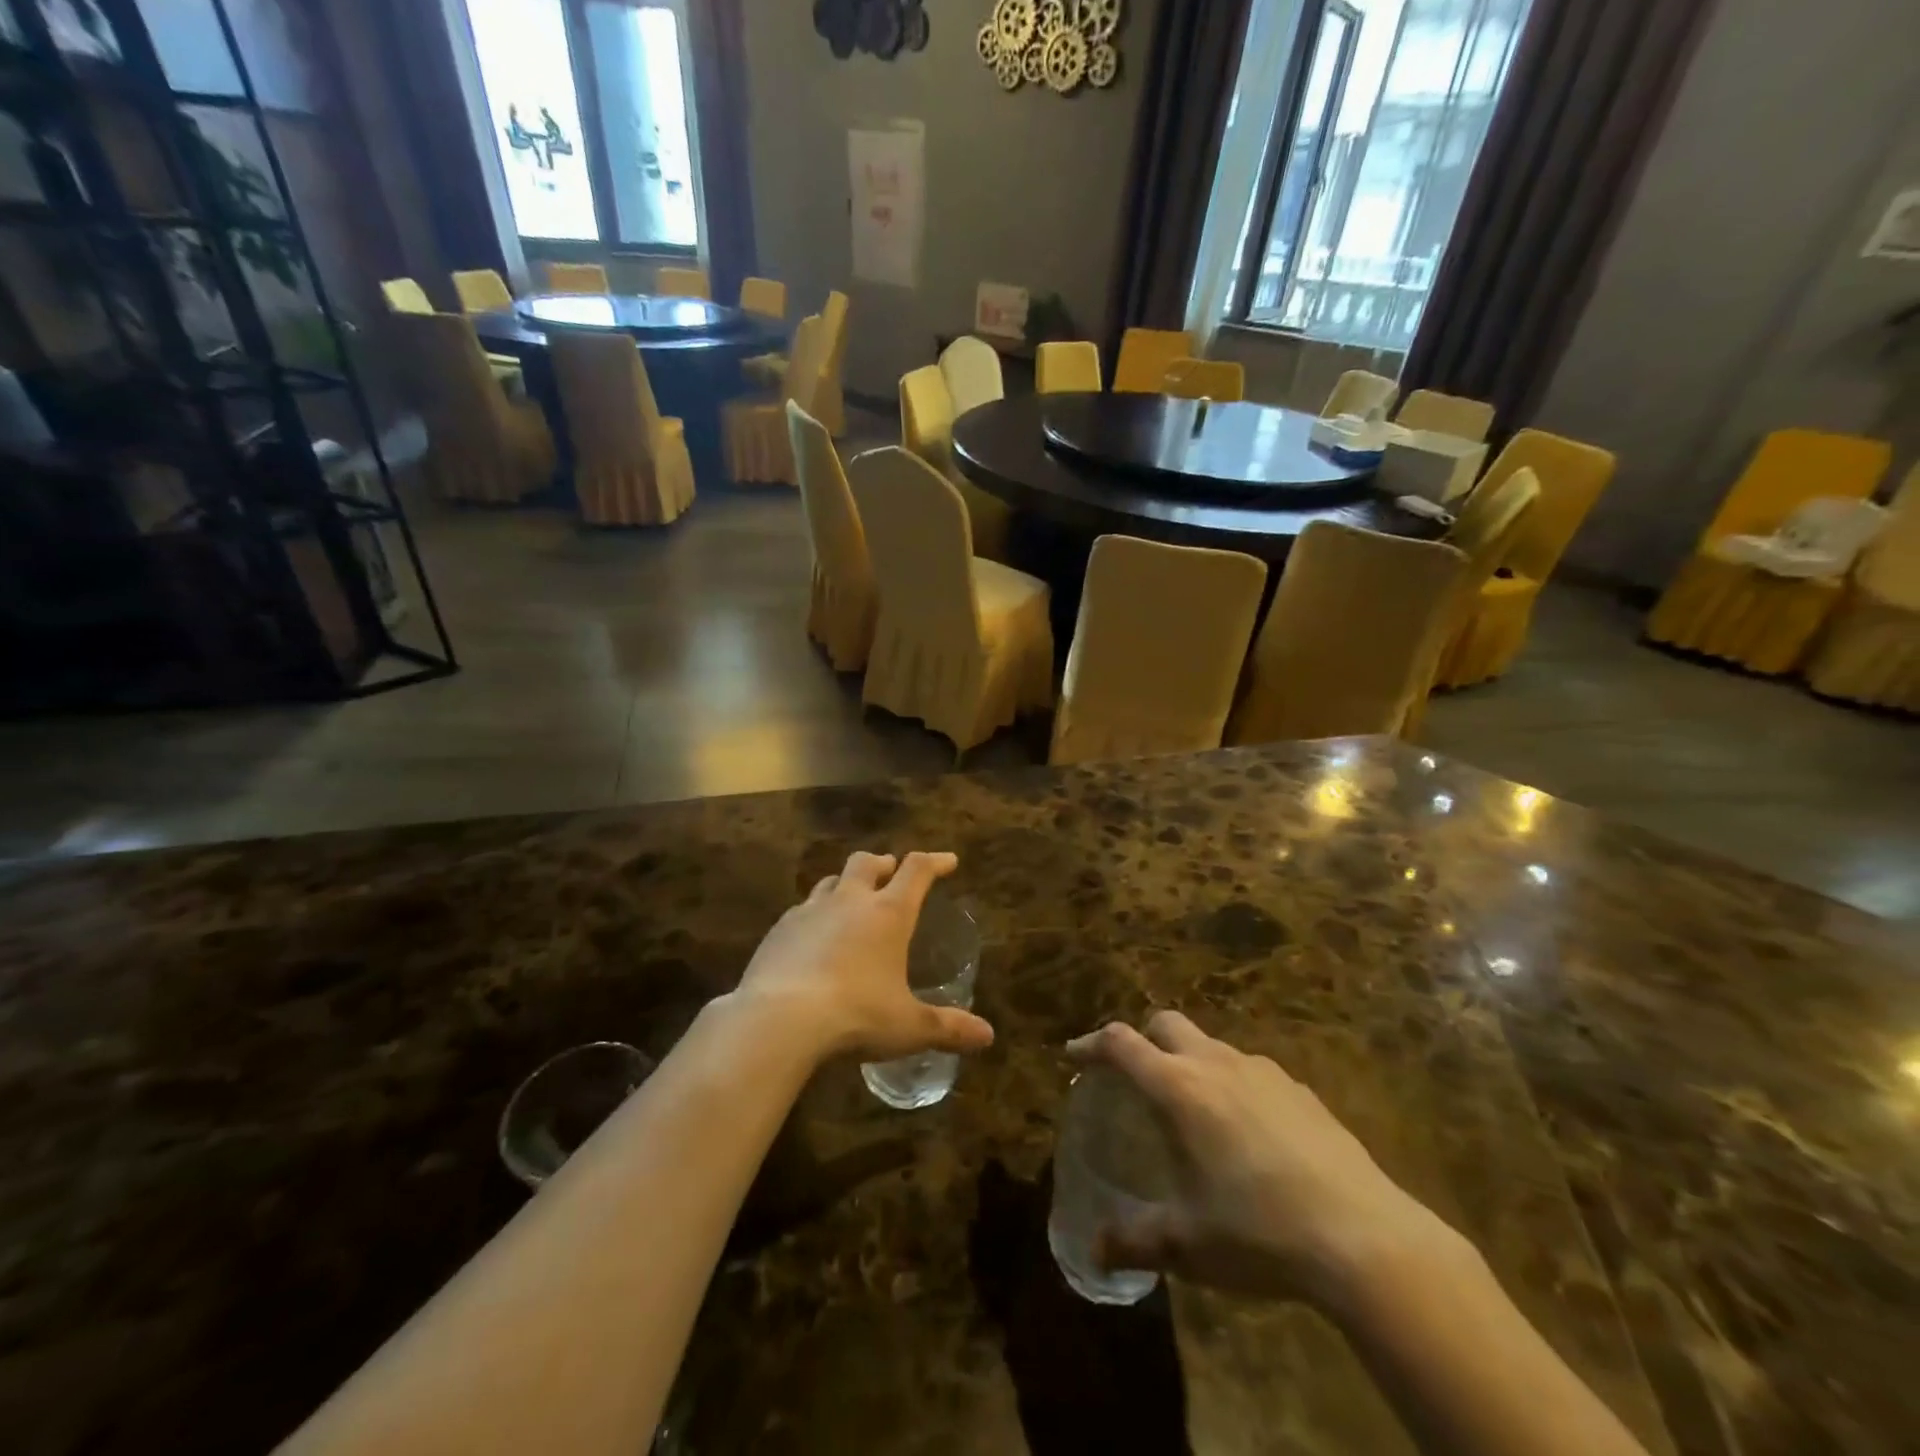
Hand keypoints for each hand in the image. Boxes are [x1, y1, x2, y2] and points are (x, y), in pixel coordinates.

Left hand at [737, 851, 994, 1063]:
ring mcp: (809, 911)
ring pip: (831, 881)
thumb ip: (948, 1028)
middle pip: (866, 862)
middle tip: (891, 874)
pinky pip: (801, 910)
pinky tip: (813, 938)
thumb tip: (987, 1037)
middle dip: (883, 864)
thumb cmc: (856, 1016)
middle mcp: (849, 901)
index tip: (948, 862)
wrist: (779, 1020)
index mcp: (888, 913)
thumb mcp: (909, 1027)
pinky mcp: (778, 930)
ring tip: (852, 902)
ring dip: (846, 885)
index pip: (917, 871)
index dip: (935, 862)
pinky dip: (815, 914)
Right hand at [1067, 1013, 1457, 1306]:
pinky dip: (1233, 1085)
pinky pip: (1251, 1071)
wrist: (1364, 1238)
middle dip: (1142, 1040)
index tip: (1074, 1056)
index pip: (1121, 1044)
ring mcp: (1262, 1072)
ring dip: (1190, 1062)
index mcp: (1179, 1089)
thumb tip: (1094, 1249)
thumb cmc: (1259, 1232)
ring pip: (1211, 1045)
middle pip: (1165, 1023)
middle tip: (1135, 1077)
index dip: (1091, 1044)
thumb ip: (1134, 1241)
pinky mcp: (1300, 1089)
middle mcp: (1216, 1064)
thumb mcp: (1187, 1244)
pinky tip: (1249, 1133)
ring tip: (1194, 1111)